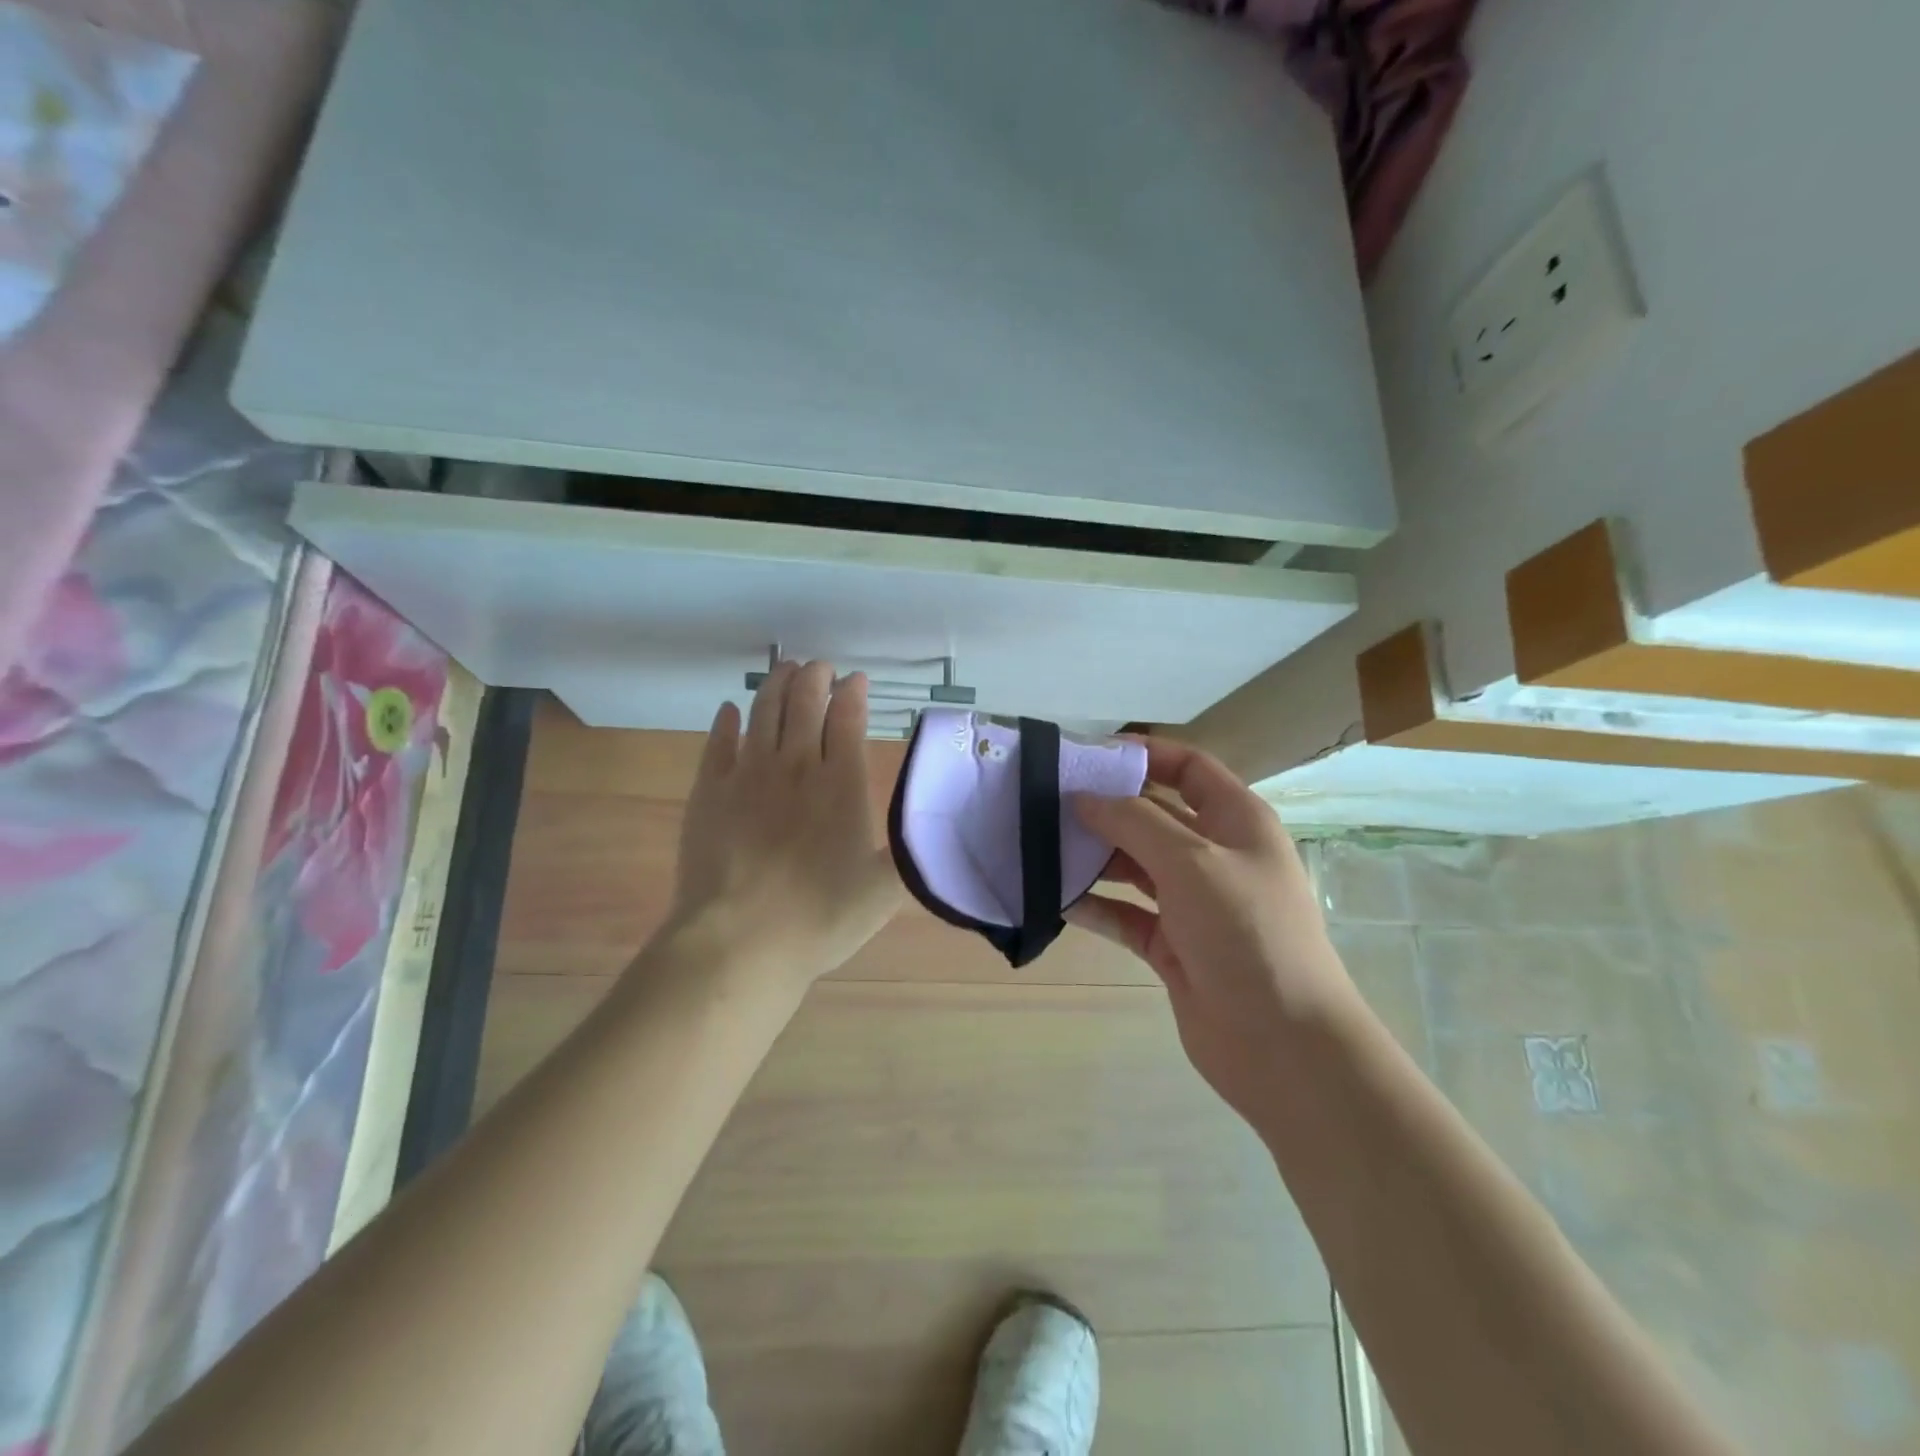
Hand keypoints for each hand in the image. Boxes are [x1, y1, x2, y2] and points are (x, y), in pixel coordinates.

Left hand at [664, 660, 902, 988]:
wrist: (740, 941)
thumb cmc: (820, 918)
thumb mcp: (885, 892)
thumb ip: (912, 854)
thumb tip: (936, 829)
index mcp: (842, 784)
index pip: (848, 720)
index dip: (852, 694)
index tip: (855, 679)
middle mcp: (797, 766)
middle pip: (805, 704)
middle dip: (815, 678)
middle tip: (820, 667)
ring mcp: (748, 774)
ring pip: (764, 711)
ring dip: (777, 685)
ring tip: (785, 670)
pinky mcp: (710, 790)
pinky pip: (719, 742)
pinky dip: (727, 721)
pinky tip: (731, 710)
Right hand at [1066, 739, 1358, 1123]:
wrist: (1283, 1044)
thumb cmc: (1246, 933)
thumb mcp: (1191, 861)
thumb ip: (1134, 822)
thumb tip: (1085, 796)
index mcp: (1236, 821)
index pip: (1188, 767)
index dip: (1143, 754)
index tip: (1087, 755)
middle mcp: (1215, 855)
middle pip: (1153, 815)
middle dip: (1106, 807)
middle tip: (1046, 802)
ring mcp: (1193, 903)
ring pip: (1135, 865)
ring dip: (1094, 856)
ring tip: (1042, 847)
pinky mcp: (1172, 945)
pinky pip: (1126, 914)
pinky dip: (1096, 905)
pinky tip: (1057, 900)